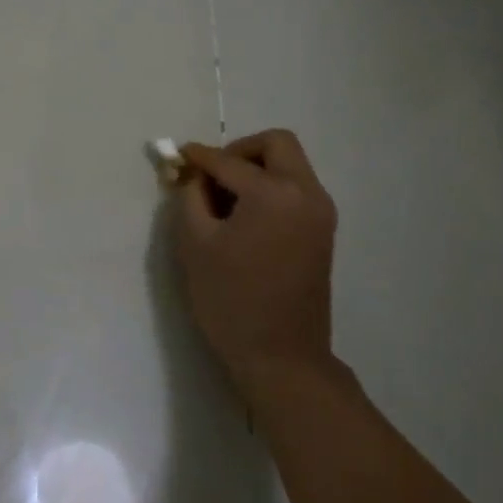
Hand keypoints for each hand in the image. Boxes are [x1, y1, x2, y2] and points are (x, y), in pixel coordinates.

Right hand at [175, 130, 338, 400]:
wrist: (282, 357)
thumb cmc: (231, 300)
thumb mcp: (195, 244)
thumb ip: (190, 197)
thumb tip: (192, 174)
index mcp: (273, 193)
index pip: (229, 161)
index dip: (199, 156)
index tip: (178, 156)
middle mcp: (306, 193)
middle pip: (277, 144)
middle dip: (240, 151)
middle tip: (213, 176)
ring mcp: (321, 212)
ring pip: (290, 165)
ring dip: (257, 169)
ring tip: (225, 200)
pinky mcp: (323, 231)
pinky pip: (297, 189)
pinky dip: (271, 188)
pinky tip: (245, 217)